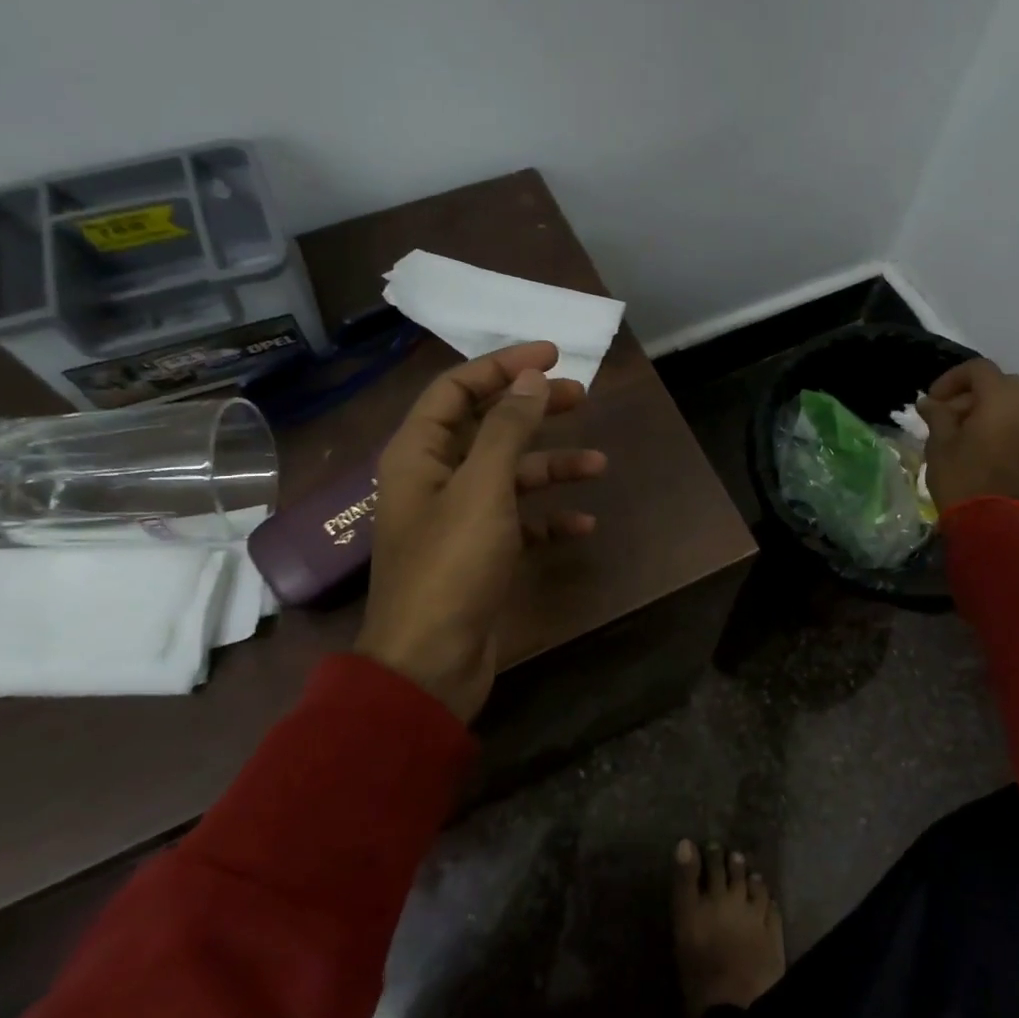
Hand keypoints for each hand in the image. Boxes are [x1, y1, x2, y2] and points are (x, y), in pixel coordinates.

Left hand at [356, 341, 605, 723]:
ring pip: (509, 475)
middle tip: (582, 396)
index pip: (457, 389)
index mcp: (418, 453)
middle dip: (534, 410)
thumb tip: (531, 378)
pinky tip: (582, 525)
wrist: (431, 663)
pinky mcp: (479, 554)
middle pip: (487, 427)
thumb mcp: (482, 488)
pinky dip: (548, 518)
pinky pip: (519, 522)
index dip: (502, 365)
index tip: (552, 354)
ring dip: (552, 466)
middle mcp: (434, 479)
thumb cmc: (452, 566)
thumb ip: (506, 429)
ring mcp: (458, 519)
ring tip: (600, 464)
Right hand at [916, 358, 1018, 511]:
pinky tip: (977, 443)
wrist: (996, 522)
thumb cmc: (962, 477)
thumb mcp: (940, 443)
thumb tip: (929, 402)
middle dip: (971, 393)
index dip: (951, 379)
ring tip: (960, 430)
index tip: (933, 400)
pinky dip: (1000, 422)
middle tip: (946, 414)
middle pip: (999, 383)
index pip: (978, 369)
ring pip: (1012, 402)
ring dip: (986, 408)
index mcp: (1002, 398)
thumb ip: (937, 415)